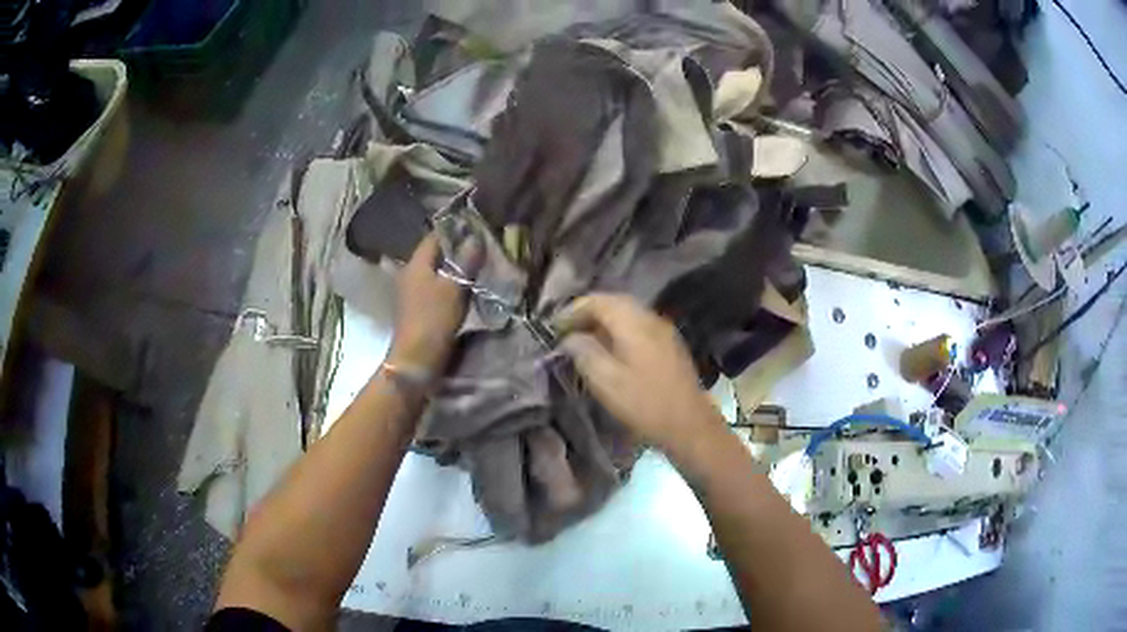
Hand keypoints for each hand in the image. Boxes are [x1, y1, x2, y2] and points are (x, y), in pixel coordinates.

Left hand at [387, 233, 478, 372]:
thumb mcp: (453, 287)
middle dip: (458, 248)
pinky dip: (452, 283)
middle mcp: (411, 273)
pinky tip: (468, 286)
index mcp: (416, 263)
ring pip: (438, 271)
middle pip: (436, 253)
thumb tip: (476, 238)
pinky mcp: (420, 308)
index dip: (455, 229)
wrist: (416, 358)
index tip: (477, 226)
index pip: (435, 236)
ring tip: (480, 264)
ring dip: (456, 267)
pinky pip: (437, 286)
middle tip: (483, 245)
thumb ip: (465, 261)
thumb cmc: (433, 319)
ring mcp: (413, 291)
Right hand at [556, 294, 729, 461]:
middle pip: (614, 303)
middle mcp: (650, 317)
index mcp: (633, 322)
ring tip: (585, 341)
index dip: (572, 310)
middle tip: (567, 331)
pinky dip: (619, 331)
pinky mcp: (670, 345)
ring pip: (628, 314)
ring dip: (604, 322)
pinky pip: (639, 327)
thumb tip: (570, 338)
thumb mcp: (605, 381)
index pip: (597, 301)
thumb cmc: (644, 403)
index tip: (554, 327)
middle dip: (587, 313)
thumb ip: (584, 353)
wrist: (689, 424)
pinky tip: (611, 351)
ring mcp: (664, 330)